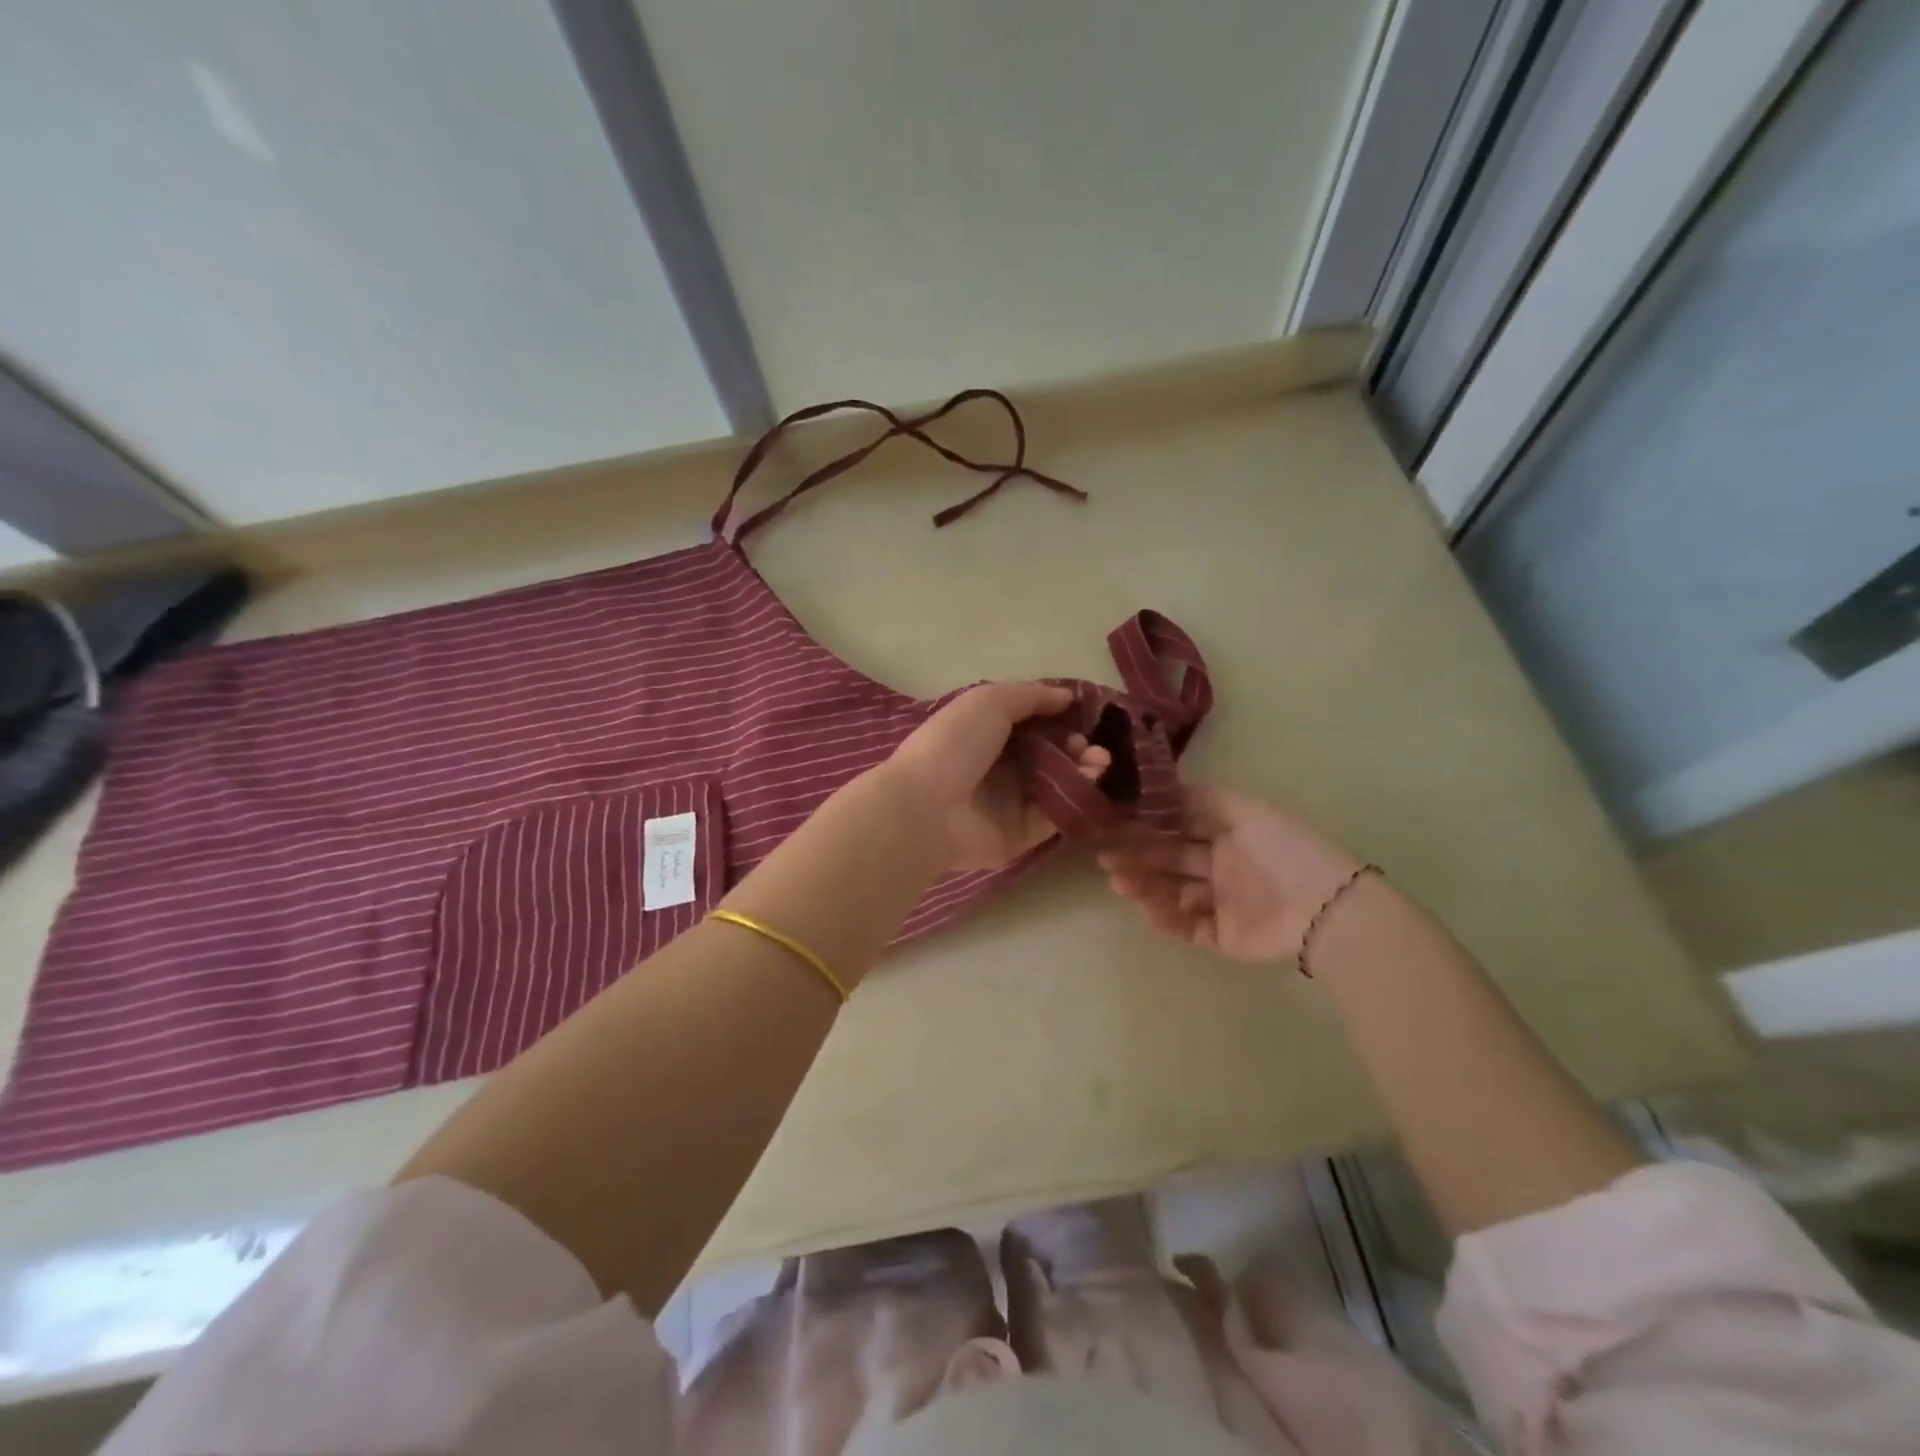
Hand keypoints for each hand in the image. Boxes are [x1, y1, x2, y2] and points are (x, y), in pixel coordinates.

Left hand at [886, 682, 1109, 871]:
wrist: (926, 807)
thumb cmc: (954, 744)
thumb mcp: (990, 702)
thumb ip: (1031, 696)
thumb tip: (1067, 695)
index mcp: (985, 732)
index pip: (1031, 722)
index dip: (1059, 716)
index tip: (1085, 713)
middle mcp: (998, 765)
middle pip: (1047, 753)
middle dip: (1075, 744)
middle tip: (1089, 744)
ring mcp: (1009, 801)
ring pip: (1056, 784)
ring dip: (1083, 769)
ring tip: (1099, 760)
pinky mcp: (1020, 833)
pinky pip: (1054, 815)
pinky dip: (1074, 798)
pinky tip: (1090, 781)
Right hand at [1098, 785, 1362, 962]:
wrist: (1325, 909)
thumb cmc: (1284, 851)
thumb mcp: (1246, 811)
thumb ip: (1204, 798)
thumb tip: (1164, 787)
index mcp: (1228, 833)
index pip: (1179, 826)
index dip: (1147, 825)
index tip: (1115, 823)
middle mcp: (1222, 865)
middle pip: (1170, 859)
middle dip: (1137, 856)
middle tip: (1105, 858)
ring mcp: (1222, 902)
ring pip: (1173, 893)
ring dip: (1145, 886)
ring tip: (1120, 883)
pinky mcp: (1224, 936)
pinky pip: (1188, 927)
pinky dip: (1167, 919)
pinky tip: (1148, 910)